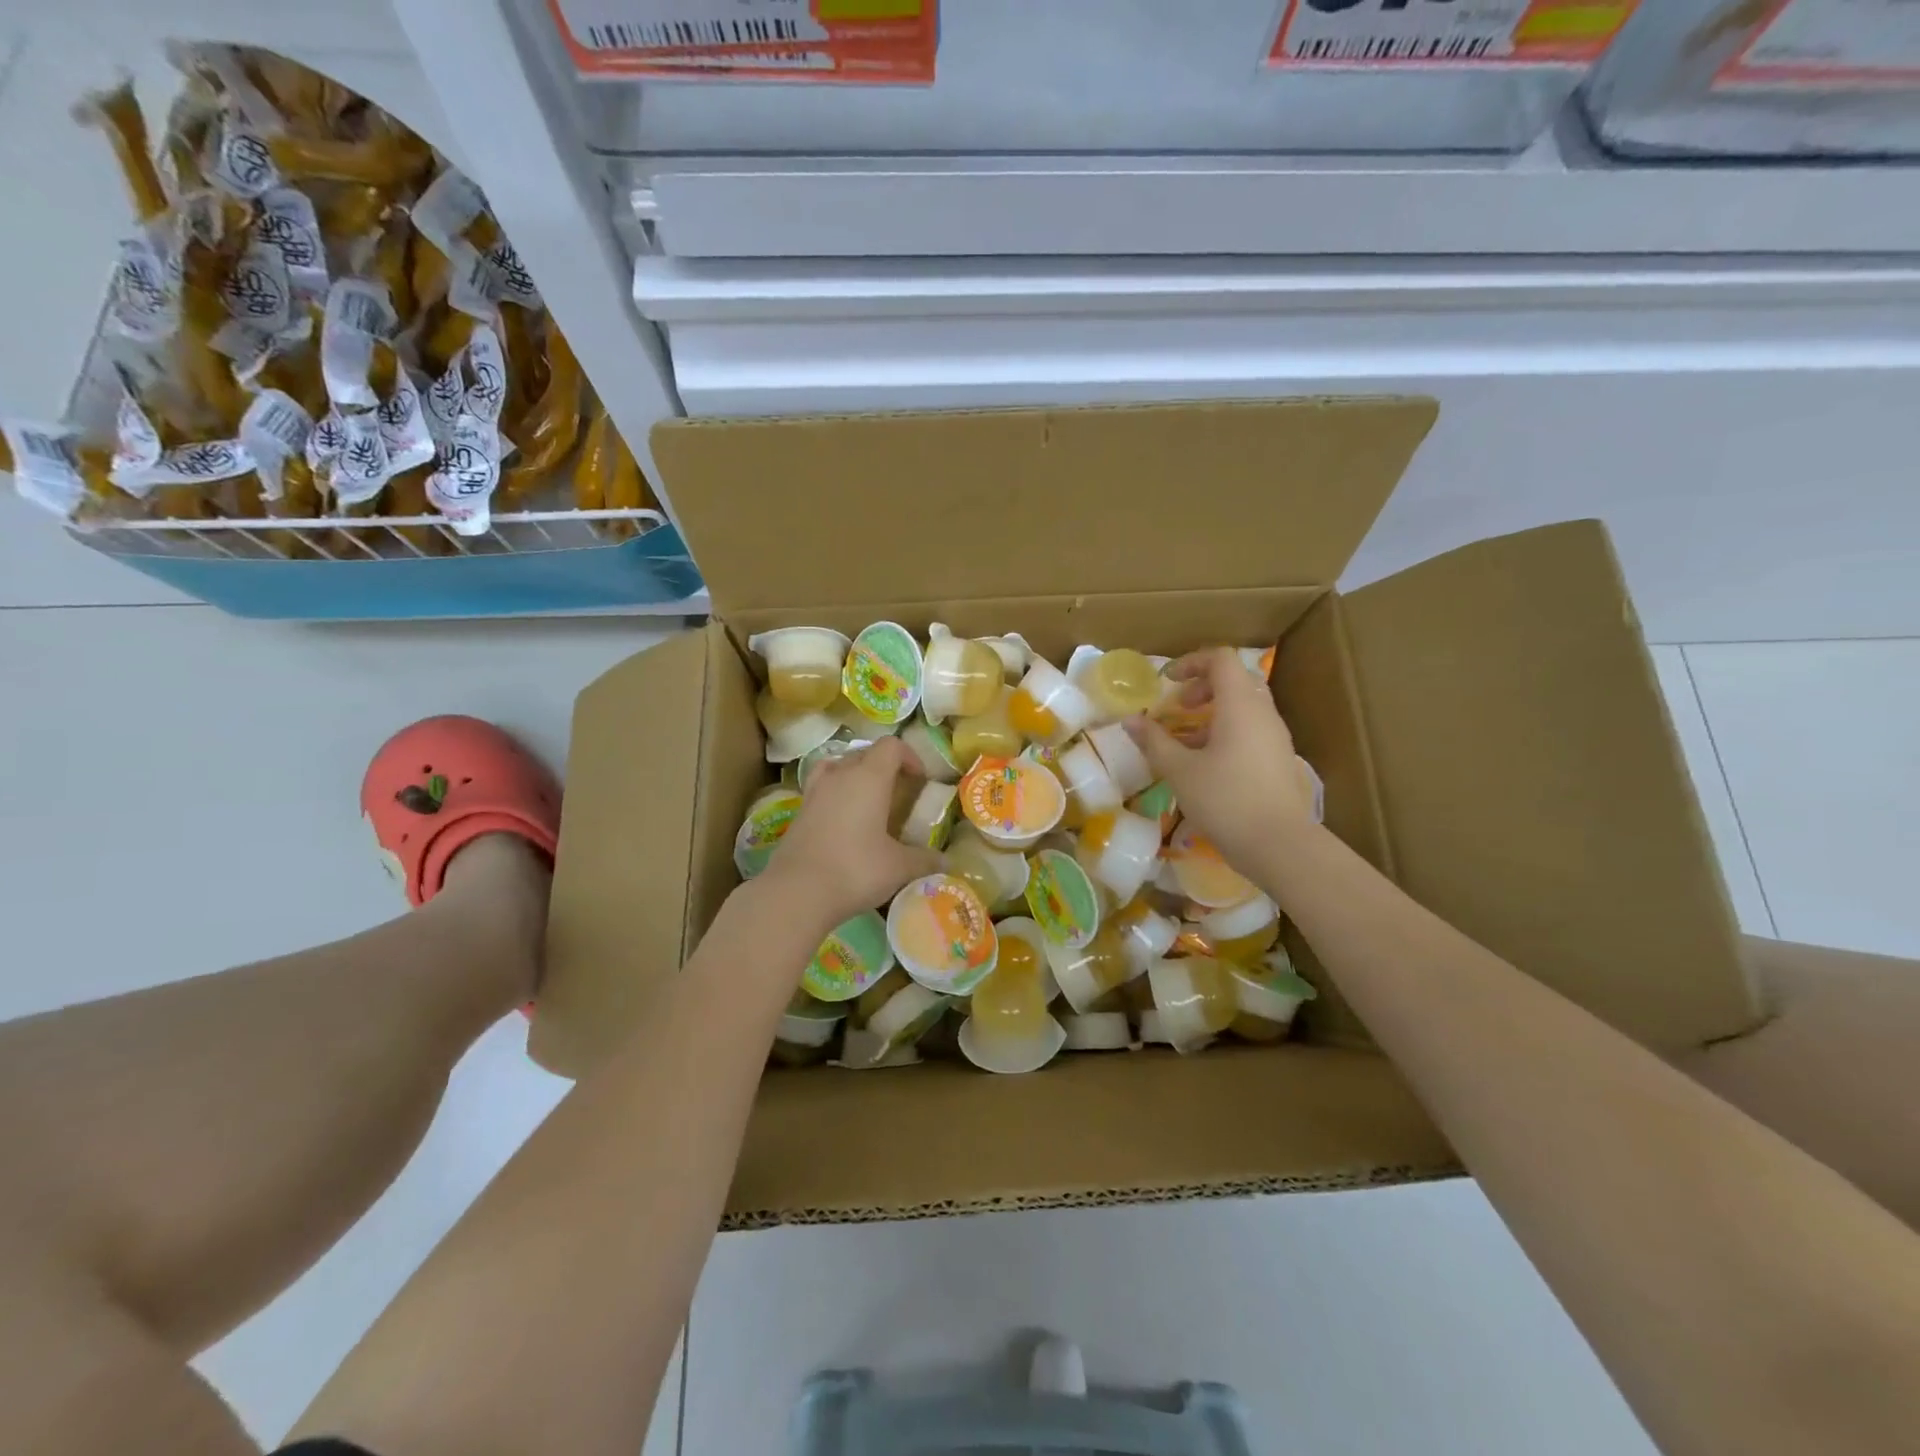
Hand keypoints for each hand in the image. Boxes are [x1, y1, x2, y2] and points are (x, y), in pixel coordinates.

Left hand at [762, 737, 940, 929]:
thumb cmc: (855, 869)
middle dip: (884, 766)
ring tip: (867, 800)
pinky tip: (843, 820)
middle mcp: (840, 775)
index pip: (891, 746)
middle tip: (898, 792)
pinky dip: (835, 795)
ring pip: (838, 767)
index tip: (920, 779)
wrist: (797, 892)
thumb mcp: (899, 867)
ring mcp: (814, 792)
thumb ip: (924, 860)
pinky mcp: (798, 812)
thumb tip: (946, 863)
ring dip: (855, 776)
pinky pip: (821, 789)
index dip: (909, 756)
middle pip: (864, 753)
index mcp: (869, 777)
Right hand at [1124, 648, 1317, 872]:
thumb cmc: (1225, 800)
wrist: (1280, 845)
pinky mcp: (1280, 760)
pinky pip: (1252, 730)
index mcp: (1240, 705)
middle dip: (1203, 687)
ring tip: (1186, 741)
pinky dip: (1227, 733)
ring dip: (1213, 713)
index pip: (1221, 660)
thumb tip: (1130, 720)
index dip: (1191, 663)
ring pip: (1244, 708)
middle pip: (1236, 680)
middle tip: (1178, 708)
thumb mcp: (1180, 771)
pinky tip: (1207, 765)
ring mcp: (1276, 737)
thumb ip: (1154, 741)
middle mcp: (1263, 713)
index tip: (1167, 683)